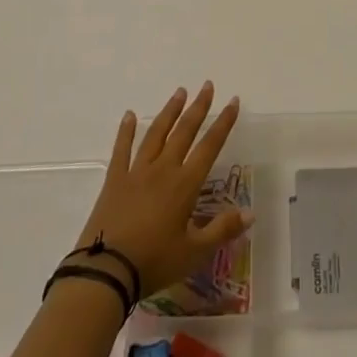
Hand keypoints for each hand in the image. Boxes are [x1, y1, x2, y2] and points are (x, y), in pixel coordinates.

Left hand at [67, 83, 249, 299]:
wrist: (106, 271)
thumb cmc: (154, 262)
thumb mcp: (194, 252)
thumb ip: (222, 230)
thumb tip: (250, 213)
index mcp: (185, 184)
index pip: (210, 146)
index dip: (223, 123)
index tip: (233, 101)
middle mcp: (163, 170)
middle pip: (184, 132)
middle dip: (198, 107)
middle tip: (207, 85)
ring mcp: (136, 172)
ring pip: (156, 134)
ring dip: (169, 112)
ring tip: (179, 92)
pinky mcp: (114, 180)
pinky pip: (122, 149)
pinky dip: (126, 131)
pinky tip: (130, 115)